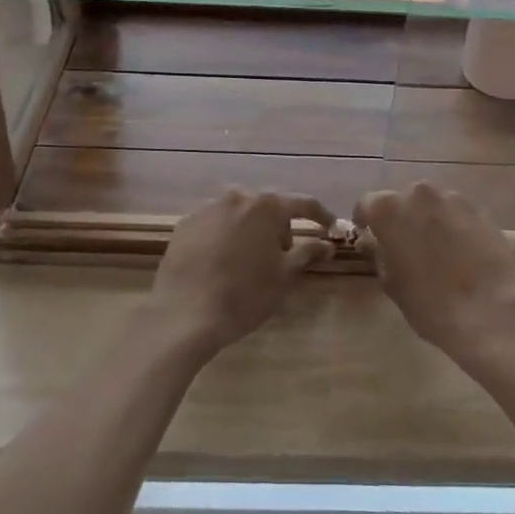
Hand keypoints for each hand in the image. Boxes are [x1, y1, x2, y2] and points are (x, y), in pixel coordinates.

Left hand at [143, 189, 334, 355]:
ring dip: (252, 230)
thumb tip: (327, 243)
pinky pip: (215, 224)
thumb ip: (308, 253)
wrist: (184, 315)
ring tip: (252, 260)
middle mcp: (236, 198)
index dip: (320, 215)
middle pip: (268, 206)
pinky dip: (226, 236)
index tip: (330, 228)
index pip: (302, 203)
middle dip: (281, 226)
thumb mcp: (283, 276)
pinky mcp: (185, 225)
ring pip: (240, 214)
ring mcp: (206, 209)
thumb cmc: (244, 295)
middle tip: (285, 254)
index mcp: (265, 206)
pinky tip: (223, 262)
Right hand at [355, 184, 514, 354]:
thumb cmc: (428, 302)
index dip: (365, 219)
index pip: (367, 204)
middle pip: (402, 200)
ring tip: (435, 249)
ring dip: (428, 220)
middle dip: (400, 218)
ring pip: (431, 205)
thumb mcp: (391, 282)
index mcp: (388, 209)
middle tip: (403, 245)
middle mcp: (418, 194)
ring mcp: (452, 199)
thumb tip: (369, 240)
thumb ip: (377, 253)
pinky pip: (456, 213)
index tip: (367, 234)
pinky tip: (460, 252)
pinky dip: (452, 226)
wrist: (489, 310)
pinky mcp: (480, 210)